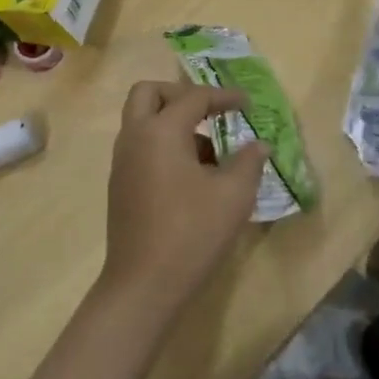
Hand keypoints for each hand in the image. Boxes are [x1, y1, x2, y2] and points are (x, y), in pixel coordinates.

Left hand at [98, 80, 269, 322]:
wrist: (143, 285)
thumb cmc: (191, 233)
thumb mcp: (233, 196)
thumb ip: (248, 162)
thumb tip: (258, 144)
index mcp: (160, 131)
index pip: (194, 97)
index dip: (224, 96)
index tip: (248, 104)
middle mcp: (134, 137)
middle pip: (148, 93)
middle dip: (180, 94)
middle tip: (209, 112)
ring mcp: (122, 162)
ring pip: (142, 120)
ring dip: (172, 121)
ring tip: (210, 154)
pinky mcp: (120, 185)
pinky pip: (140, 146)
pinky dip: (163, 145)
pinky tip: (192, 177)